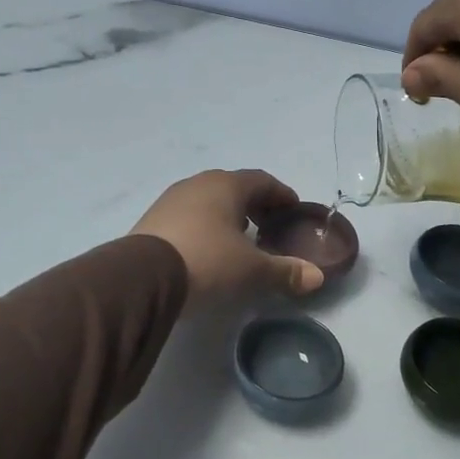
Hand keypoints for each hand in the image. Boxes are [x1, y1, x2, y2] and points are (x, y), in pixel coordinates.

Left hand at [132, 170, 324, 303]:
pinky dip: (205, 226)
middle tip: (269, 227)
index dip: (281, 195)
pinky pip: (188, 216)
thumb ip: (285, 271)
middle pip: (234, 187)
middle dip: (255, 205)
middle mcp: (197, 184)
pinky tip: (208, 249)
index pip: (262, 180)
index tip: (293, 210)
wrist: (142, 277)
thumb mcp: (251, 270)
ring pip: (208, 200)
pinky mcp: (152, 220)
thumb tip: (317, 277)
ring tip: (239, 239)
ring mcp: (171, 200)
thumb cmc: (207, 261)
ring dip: (227, 215)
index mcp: (226, 185)